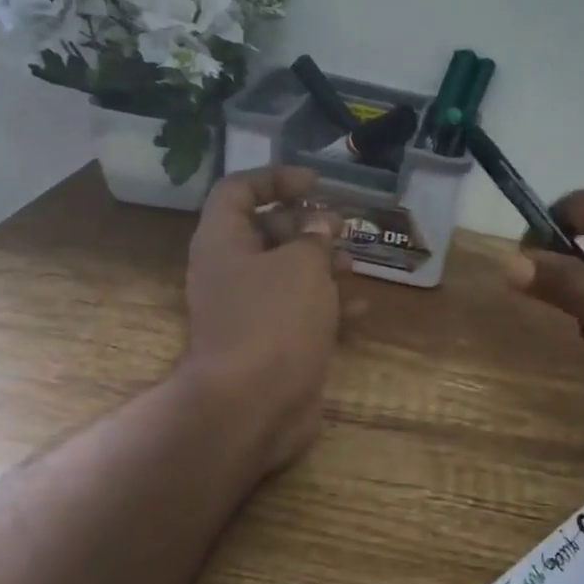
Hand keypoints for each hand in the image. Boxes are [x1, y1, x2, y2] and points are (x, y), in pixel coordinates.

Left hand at [181, 165, 348, 474]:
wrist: (253, 405)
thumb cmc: (275, 320)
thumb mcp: (302, 265)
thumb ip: (314, 237)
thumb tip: (320, 226)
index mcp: (223, 241)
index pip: (238, 190)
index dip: (276, 178)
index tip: (315, 183)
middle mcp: (229, 271)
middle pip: (264, 230)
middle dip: (305, 224)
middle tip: (340, 227)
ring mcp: (247, 309)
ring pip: (284, 272)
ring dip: (320, 264)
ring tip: (354, 265)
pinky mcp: (268, 341)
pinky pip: (297, 310)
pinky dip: (326, 305)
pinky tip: (360, 308)